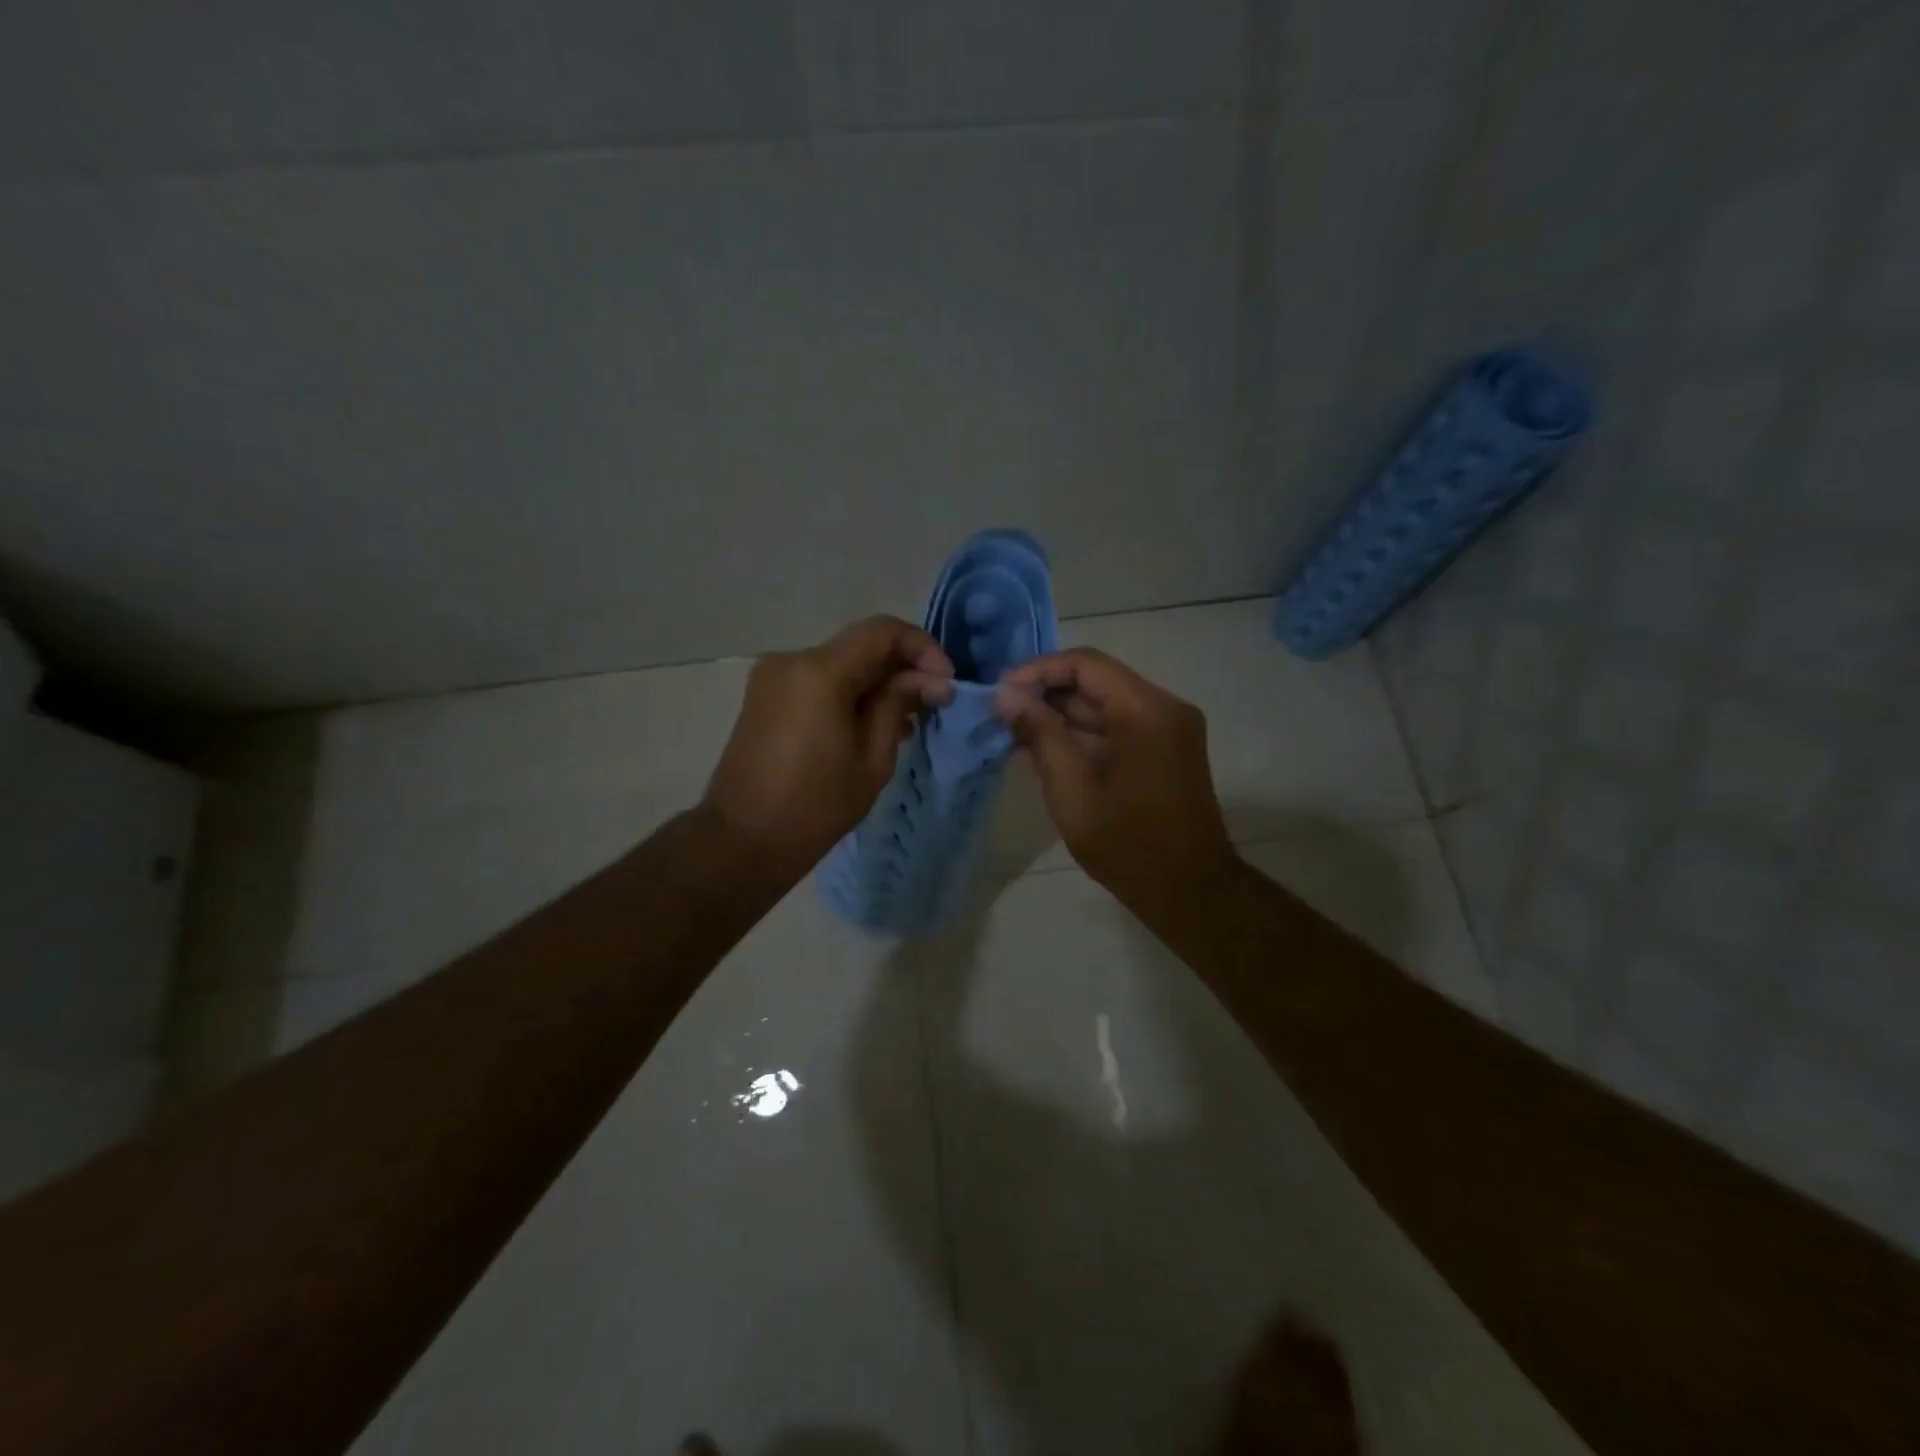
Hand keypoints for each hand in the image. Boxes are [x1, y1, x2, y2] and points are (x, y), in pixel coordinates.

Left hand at [705, 616, 953, 877]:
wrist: (742, 841)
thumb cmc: (814, 806)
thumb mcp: (871, 759)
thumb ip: (899, 706)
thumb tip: (933, 680)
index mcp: (819, 671)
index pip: (882, 631)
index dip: (922, 648)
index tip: (946, 682)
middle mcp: (791, 660)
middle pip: (860, 646)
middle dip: (902, 668)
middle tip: (934, 703)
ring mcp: (773, 677)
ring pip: (841, 664)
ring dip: (877, 683)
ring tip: (908, 721)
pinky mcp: (766, 697)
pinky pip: (819, 682)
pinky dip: (850, 694)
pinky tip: (872, 726)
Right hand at [994, 648, 1238, 910]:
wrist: (1188, 890)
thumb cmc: (1126, 843)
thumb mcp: (1071, 788)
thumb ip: (1039, 734)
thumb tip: (1006, 696)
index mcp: (1147, 710)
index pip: (1086, 664)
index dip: (1038, 671)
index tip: (1001, 691)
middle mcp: (1165, 707)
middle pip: (1097, 681)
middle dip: (1047, 693)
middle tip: (1002, 713)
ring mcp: (1169, 728)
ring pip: (1106, 704)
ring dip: (1063, 714)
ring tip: (1016, 731)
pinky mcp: (1167, 749)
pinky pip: (1119, 726)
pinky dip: (1084, 733)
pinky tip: (1046, 748)